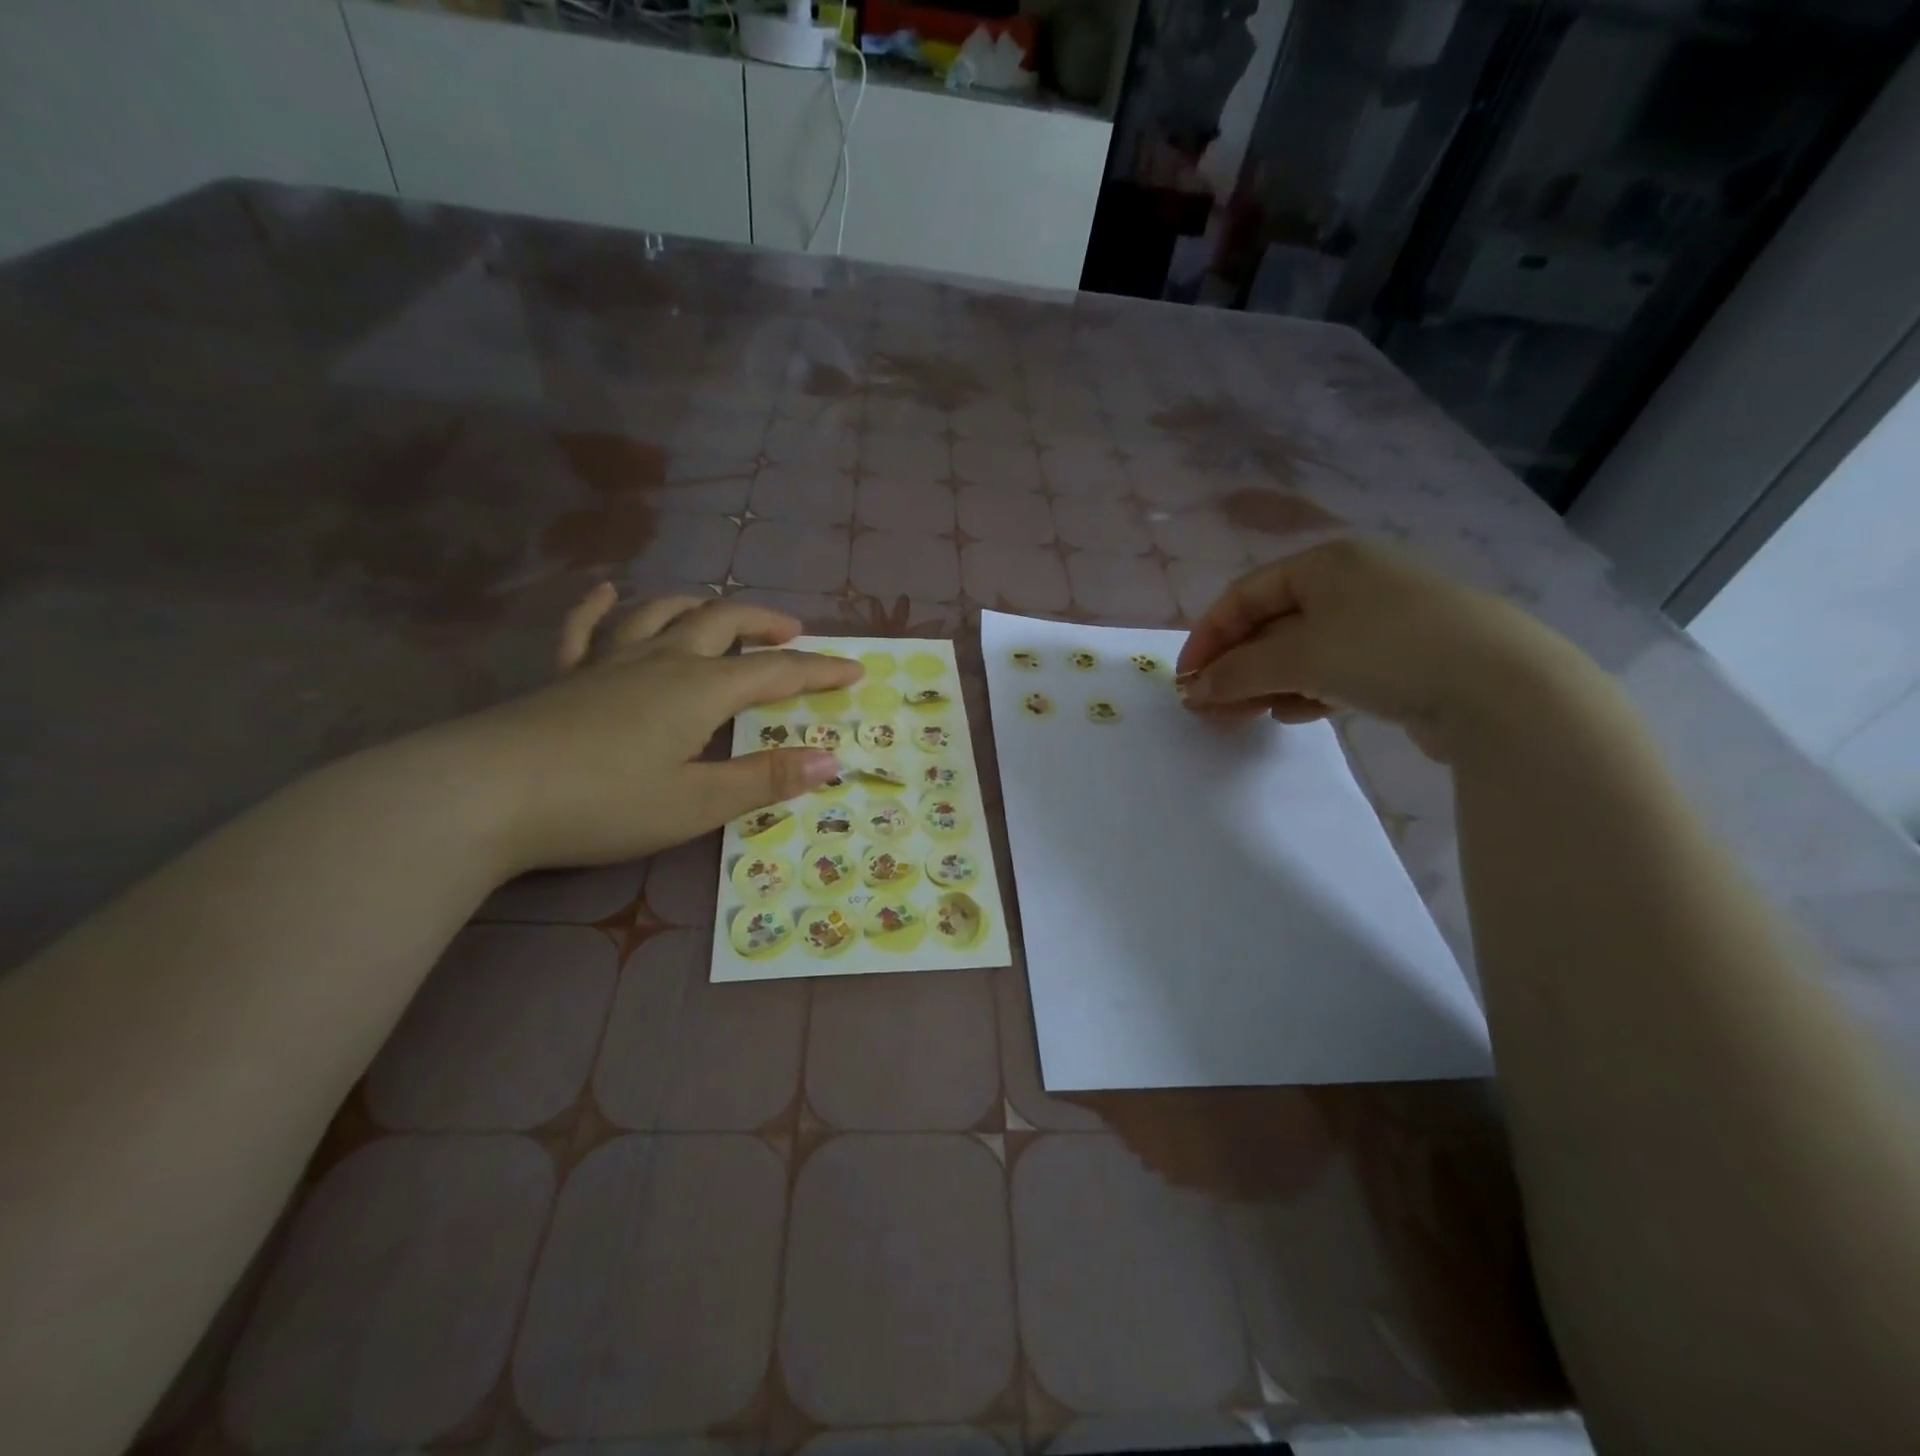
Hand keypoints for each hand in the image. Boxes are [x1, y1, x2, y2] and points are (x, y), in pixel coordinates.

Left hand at [445, 586, 860, 870]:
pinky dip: (601, 606)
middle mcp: (661, 661)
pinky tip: (608, 592)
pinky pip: (585, 629)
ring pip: (662, 614)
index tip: (853, 670)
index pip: (775, 672)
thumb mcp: (696, 804)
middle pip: (722, 623)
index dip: (818, 671)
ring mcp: (607, 663)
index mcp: (700, 689)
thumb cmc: (603, 803)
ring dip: (700, 607)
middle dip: (764, 624)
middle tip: (792, 634)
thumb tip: (831, 760)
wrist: (484, 795)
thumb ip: (765, 779)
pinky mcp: (564, 677)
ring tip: (720, 613)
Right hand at [1175, 540, 1586, 761]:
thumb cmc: (1385, 649)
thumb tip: (1194, 690)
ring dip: (1264, 684)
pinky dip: (1307, 691)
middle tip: (1207, 708)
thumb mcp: (1299, 656)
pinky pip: (1335, 672)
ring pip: (1301, 653)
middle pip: (1271, 625)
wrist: (1500, 686)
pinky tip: (1295, 714)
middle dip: (1234, 668)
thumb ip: (1238, 671)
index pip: (1244, 596)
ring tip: (1242, 719)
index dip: (1208, 637)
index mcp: (1325, 563)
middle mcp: (1351, 583)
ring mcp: (1380, 622)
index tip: (1186, 680)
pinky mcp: (1402, 660)